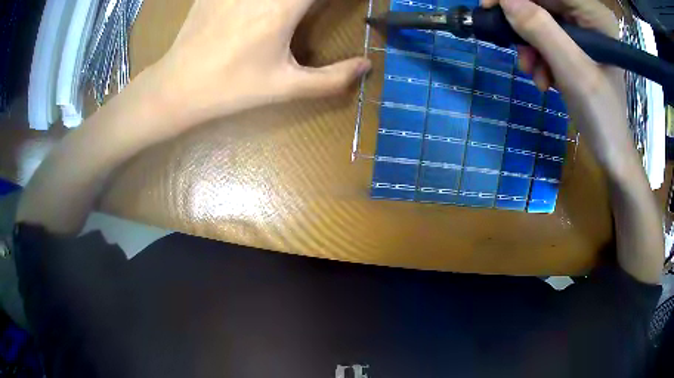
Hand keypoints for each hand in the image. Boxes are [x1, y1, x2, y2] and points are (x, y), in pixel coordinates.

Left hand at [150, 0, 371, 125]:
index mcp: (283, 7)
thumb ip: (332, 79)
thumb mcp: (285, 88)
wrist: (177, 86)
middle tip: (307, 11)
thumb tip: (367, 67)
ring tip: (285, 13)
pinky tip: (256, 10)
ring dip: (288, 0)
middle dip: (309, 1)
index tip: (337, 7)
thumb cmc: (232, 88)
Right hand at [482, 0, 633, 178]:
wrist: (610, 150)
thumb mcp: (573, 71)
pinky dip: (539, 55)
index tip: (489, 8)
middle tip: (516, 50)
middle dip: (525, 27)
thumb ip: (541, 30)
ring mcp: (584, 30)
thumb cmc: (600, 115)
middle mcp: (589, 16)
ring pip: (542, 20)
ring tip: (534, 73)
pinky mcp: (578, 44)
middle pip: (544, 4)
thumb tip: (504, 0)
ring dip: (531, 45)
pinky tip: (544, 77)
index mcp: (595, 15)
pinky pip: (547, 37)